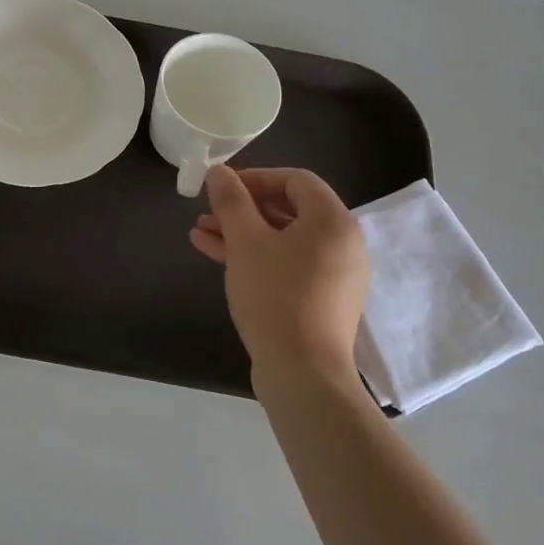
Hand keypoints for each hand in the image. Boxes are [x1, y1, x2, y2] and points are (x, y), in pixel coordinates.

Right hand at [191, 166, 370, 384]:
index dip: (255, 177)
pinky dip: (256, 256)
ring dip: (242, 232)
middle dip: (243, 207)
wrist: (303, 373)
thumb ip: (231, 201)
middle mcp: (342, 243)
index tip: (222, 186)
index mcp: (333, 221)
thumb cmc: (276, 296)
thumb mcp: (246, 242)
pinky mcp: (321, 299)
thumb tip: (219, 171)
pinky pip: (287, 264)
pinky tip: (215, 254)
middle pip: (289, 209)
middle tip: (209, 209)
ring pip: (283, 239)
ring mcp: (334, 274)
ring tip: (201, 231)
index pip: (295, 180)